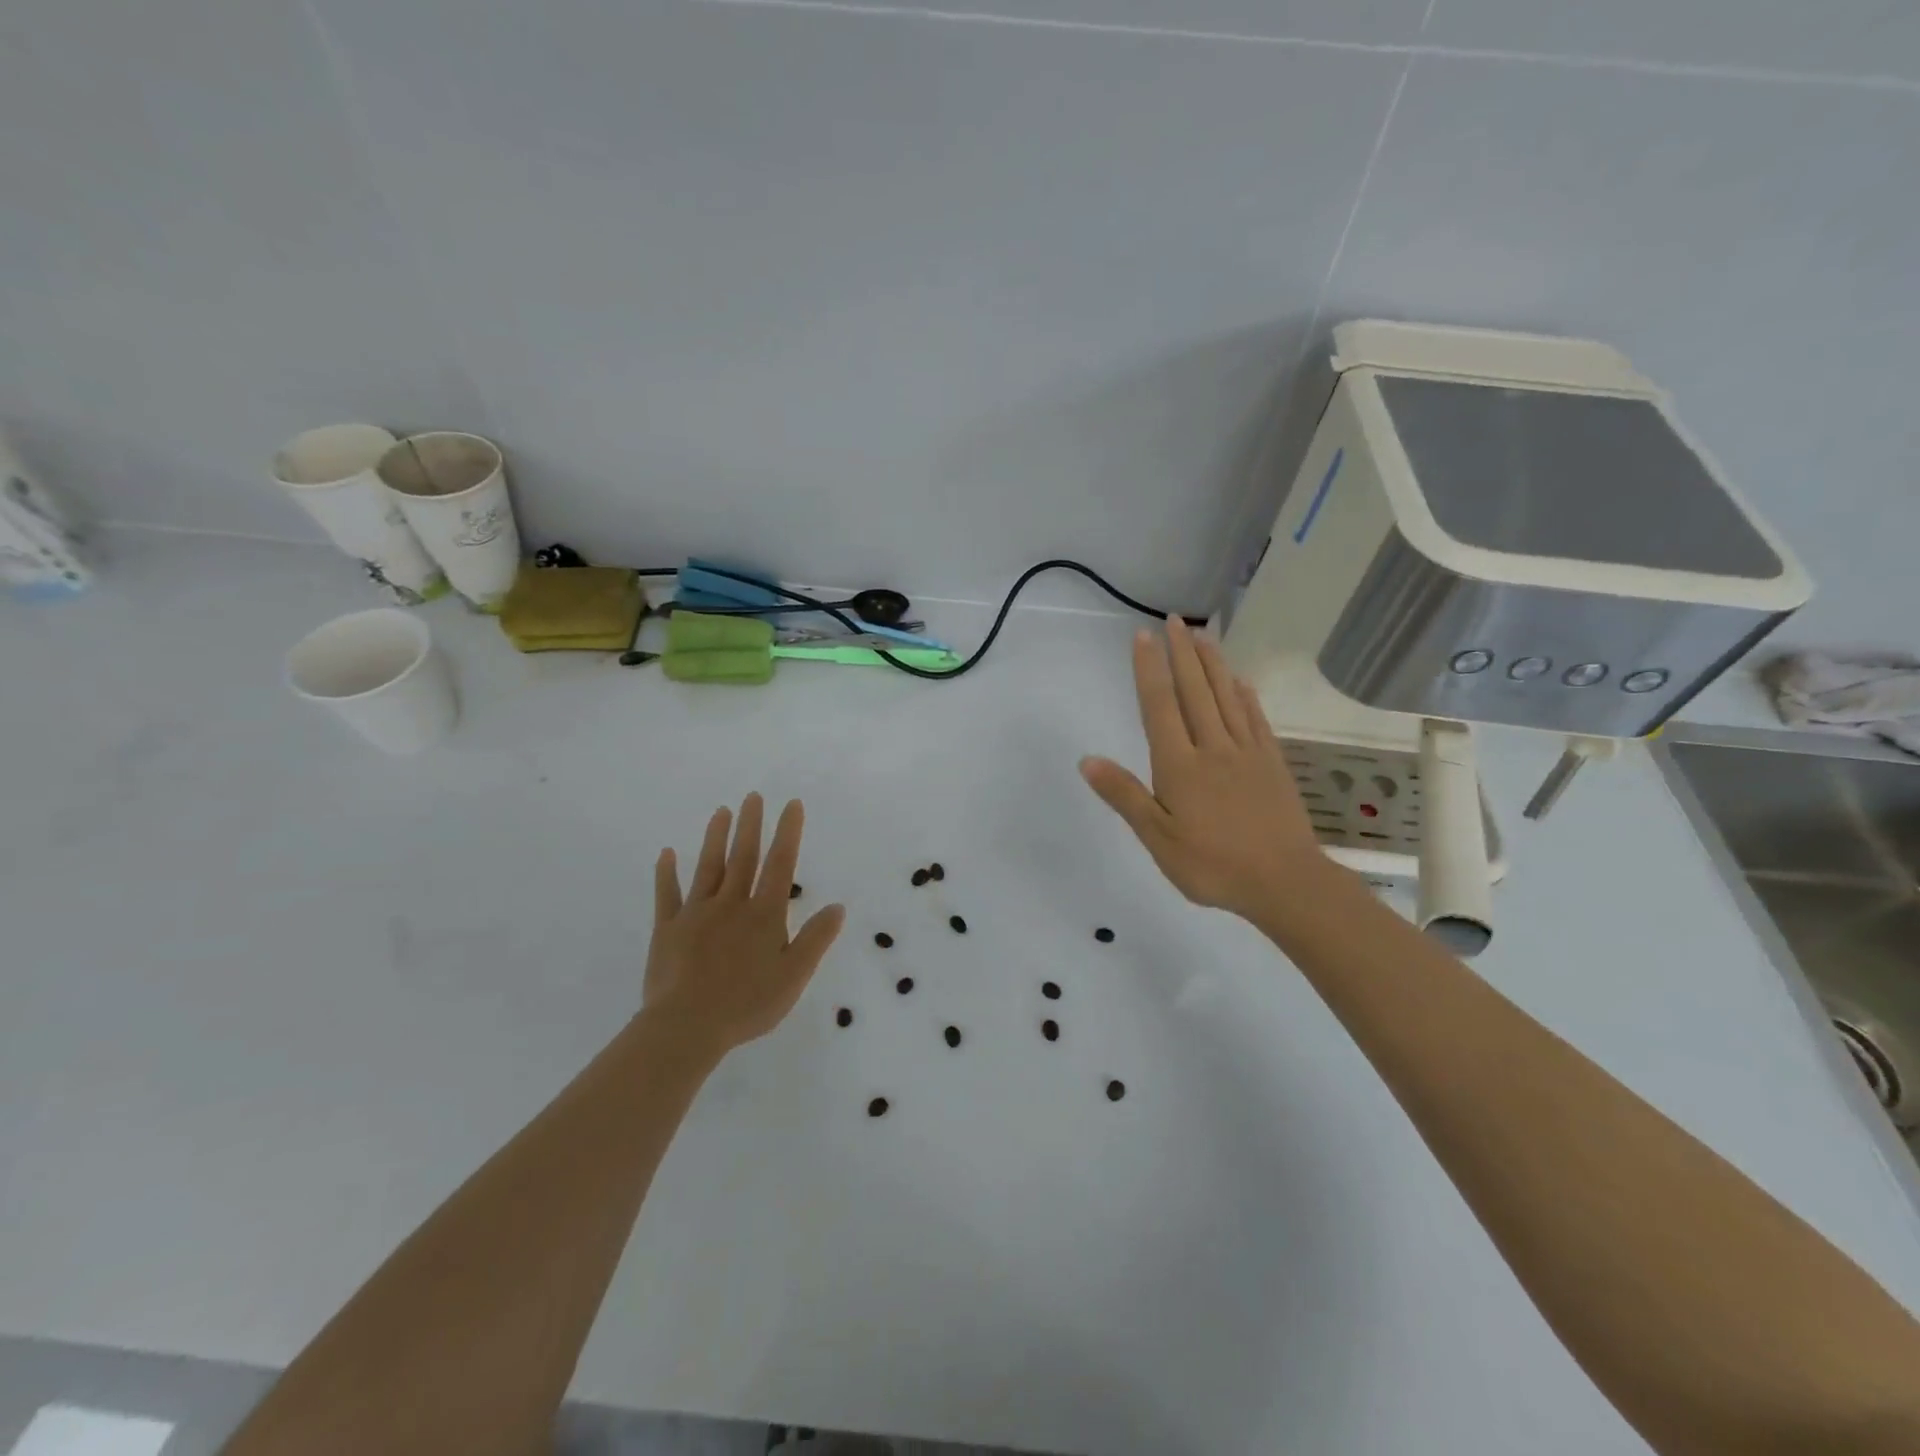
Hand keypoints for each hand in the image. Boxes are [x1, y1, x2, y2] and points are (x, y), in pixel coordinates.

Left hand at [644, 793, 845, 1054]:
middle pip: (743, 858)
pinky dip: (666, 873)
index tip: (791, 804)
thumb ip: (816, 939)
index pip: (780, 865)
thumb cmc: (747, 1004)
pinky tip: (667, 853)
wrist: (687, 1026)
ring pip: (708, 868)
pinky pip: (667, 895)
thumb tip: (837, 906)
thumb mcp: (794, 976)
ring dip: (715, 838)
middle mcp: (731, 905)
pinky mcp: (668, 929)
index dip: (788, 833)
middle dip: (751, 825)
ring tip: (721, 811)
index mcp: (764, 915)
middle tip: (753, 796)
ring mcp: (696, 914)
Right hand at [1080, 618, 1328, 921]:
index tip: (1143, 635)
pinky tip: (1241, 681)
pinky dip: (1246, 695)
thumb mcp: (1158, 838)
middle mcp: (1212, 747)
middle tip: (1175, 620)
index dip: (1150, 669)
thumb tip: (1088, 760)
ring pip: (1226, 697)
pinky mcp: (1272, 763)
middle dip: (1182, 653)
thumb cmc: (1213, 865)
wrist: (1285, 882)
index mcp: (1179, 765)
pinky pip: (1256, 719)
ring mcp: (1246, 752)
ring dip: (1213, 663)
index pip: (1160, 706)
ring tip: (1203, 636)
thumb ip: (1125, 795)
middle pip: (1195, 691)